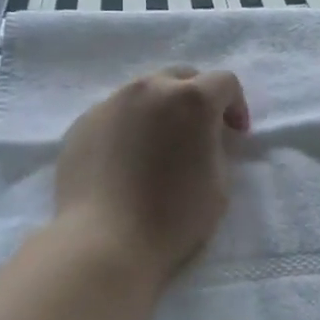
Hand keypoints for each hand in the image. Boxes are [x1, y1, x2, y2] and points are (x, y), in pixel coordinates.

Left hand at [54, 66, 249, 283]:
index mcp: (191, 99)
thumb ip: (217, 147)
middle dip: (197, 98)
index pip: (224, 81)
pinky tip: (126, 161)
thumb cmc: (172, 217)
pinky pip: (116, 113)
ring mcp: (111, 102)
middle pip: (181, 77)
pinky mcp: (83, 122)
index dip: (236, 105)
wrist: (102, 242)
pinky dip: (129, 126)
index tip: (235, 135)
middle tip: (199, 134)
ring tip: (159, 146)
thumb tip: (205, 137)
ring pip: (144, 92)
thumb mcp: (219, 184)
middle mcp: (149, 89)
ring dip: (160, 109)